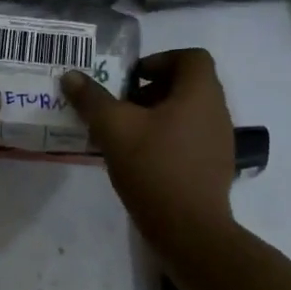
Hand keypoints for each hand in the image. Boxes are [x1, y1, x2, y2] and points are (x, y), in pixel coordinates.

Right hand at [62, 48, 235, 249]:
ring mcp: (219, 142)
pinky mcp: (215, 167)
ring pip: (187, 112)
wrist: (190, 232)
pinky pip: (190, 138)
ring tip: (126, 133)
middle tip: (121, 105)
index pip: (191, 57)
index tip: (132, 79)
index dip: (160, 60)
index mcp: (200, 93)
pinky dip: (167, 138)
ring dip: (157, 115)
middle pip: (187, 84)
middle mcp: (217, 112)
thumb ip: (91, 99)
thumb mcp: (113, 129)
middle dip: (151, 89)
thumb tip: (70, 76)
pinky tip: (140, 158)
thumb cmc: (155, 168)